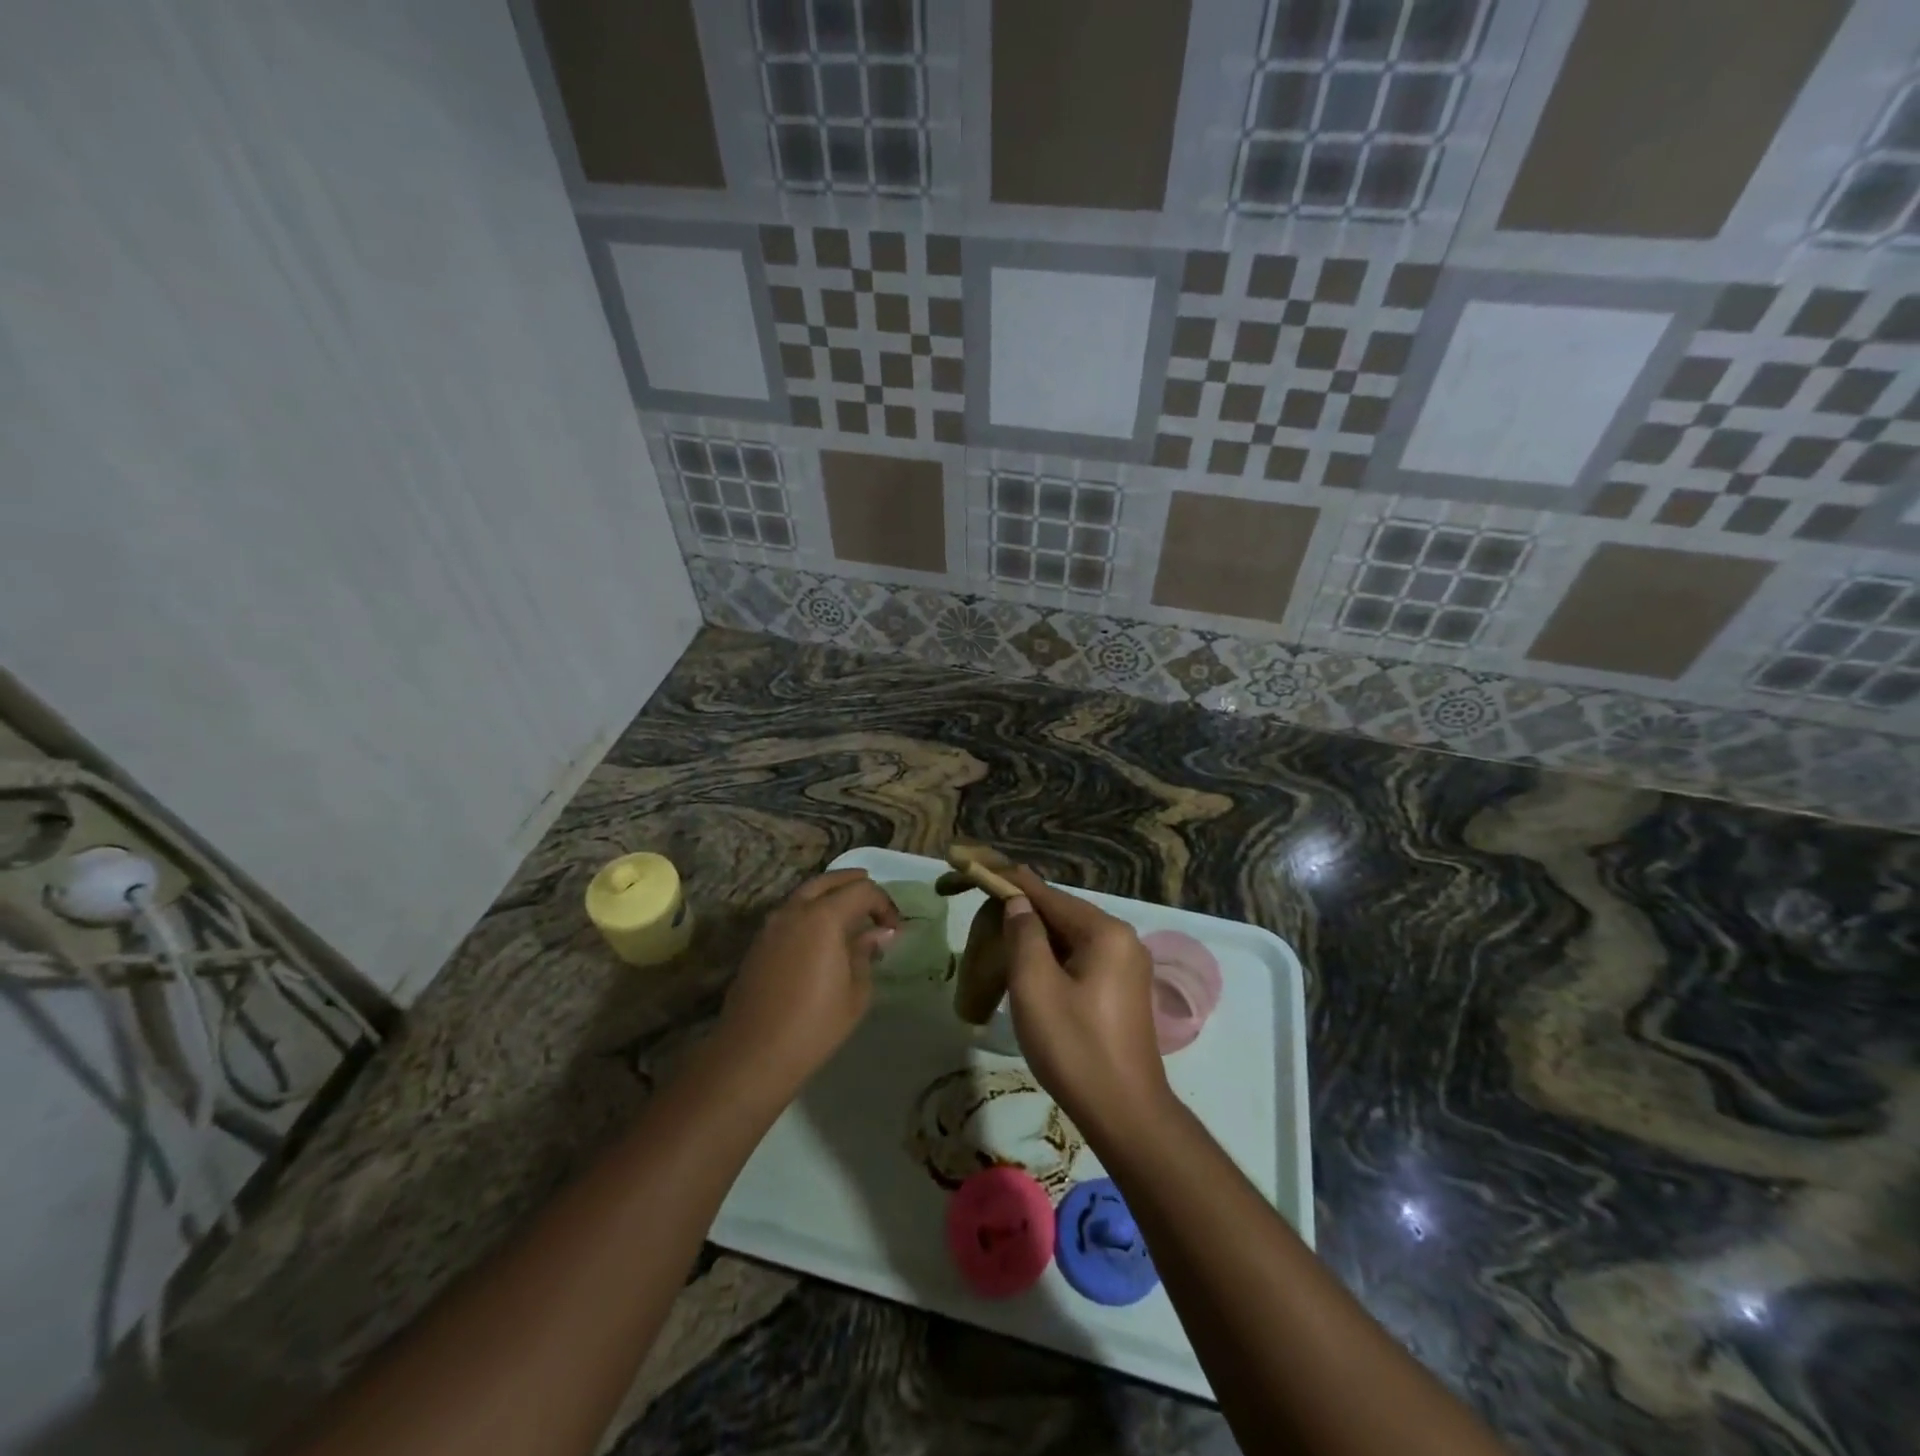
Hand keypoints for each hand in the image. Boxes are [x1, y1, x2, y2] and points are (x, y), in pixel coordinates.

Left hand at [717, 869, 899, 1100]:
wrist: (753, 1054)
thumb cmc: (814, 1025)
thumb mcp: (856, 992)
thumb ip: (866, 953)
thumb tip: (877, 934)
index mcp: (824, 917)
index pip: (862, 890)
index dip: (884, 904)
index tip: (894, 929)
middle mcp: (795, 910)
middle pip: (830, 881)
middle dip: (856, 885)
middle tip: (875, 903)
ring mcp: (772, 924)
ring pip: (806, 893)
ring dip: (831, 895)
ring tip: (851, 915)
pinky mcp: (759, 942)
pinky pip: (791, 912)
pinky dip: (811, 911)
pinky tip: (822, 935)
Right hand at [1001, 867, 1170, 1137]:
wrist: (1126, 1114)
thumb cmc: (1075, 1047)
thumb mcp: (1036, 987)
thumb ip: (1024, 935)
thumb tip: (1018, 903)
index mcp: (1105, 932)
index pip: (1048, 895)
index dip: (1010, 881)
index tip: (977, 866)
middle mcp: (1123, 939)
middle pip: (1063, 913)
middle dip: (1023, 912)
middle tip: (983, 912)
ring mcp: (1128, 965)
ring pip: (1071, 938)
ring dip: (1037, 937)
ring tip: (1000, 940)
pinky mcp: (1124, 990)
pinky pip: (1082, 958)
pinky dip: (1053, 957)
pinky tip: (1031, 969)